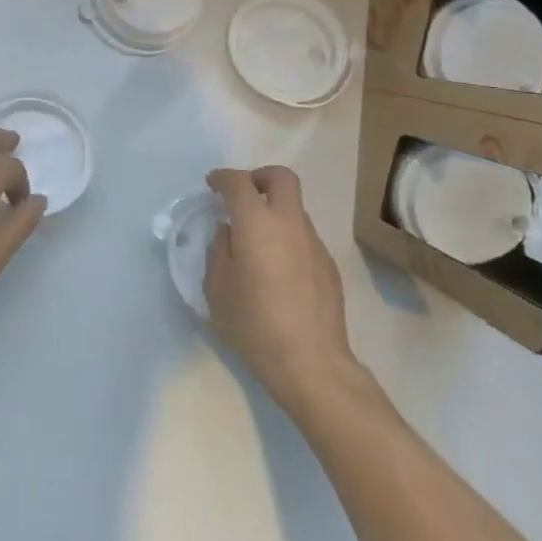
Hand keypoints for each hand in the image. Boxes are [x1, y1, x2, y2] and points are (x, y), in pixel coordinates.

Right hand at [205, 165, 360, 418]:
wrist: (311, 363)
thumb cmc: (254, 325)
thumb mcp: (217, 289)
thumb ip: (219, 251)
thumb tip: (228, 233)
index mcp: (257, 224)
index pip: (239, 183)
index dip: (223, 178)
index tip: (212, 185)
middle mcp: (289, 224)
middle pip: (281, 178)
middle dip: (259, 177)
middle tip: (242, 196)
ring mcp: (314, 243)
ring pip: (294, 209)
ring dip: (274, 212)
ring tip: (256, 243)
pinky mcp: (328, 265)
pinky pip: (303, 237)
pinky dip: (287, 238)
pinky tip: (277, 271)